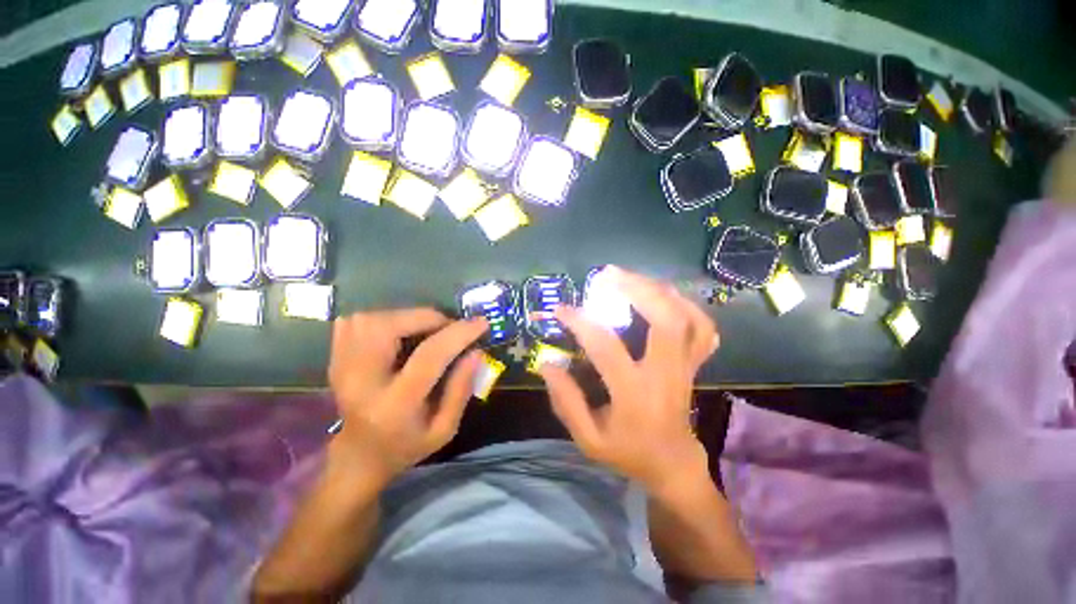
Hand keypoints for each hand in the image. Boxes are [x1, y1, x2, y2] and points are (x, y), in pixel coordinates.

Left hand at [326, 309, 487, 487]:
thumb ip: (462, 389)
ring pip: (370, 319)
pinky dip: (383, 319)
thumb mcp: (445, 429)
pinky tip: (399, 333)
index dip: (458, 334)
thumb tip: (476, 351)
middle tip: (447, 327)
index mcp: (394, 405)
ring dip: (406, 317)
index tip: (481, 323)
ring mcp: (341, 368)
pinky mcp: (335, 359)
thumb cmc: (407, 445)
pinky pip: (355, 322)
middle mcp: (361, 382)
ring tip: (426, 330)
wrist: (358, 456)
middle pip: (389, 328)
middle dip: (426, 317)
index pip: (428, 356)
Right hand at [539, 267, 718, 493]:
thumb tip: (547, 364)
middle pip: (666, 320)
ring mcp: (686, 367)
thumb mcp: (588, 439)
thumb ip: (566, 401)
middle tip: (609, 275)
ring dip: (660, 291)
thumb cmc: (628, 452)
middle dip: (638, 289)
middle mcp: (666, 374)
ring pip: (688, 318)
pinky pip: (703, 327)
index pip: (607, 348)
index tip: (562, 309)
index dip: (581, 323)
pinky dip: (686, 305)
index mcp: (635, 395)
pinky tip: (664, 295)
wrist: (672, 464)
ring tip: (632, 278)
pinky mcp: (694, 364)